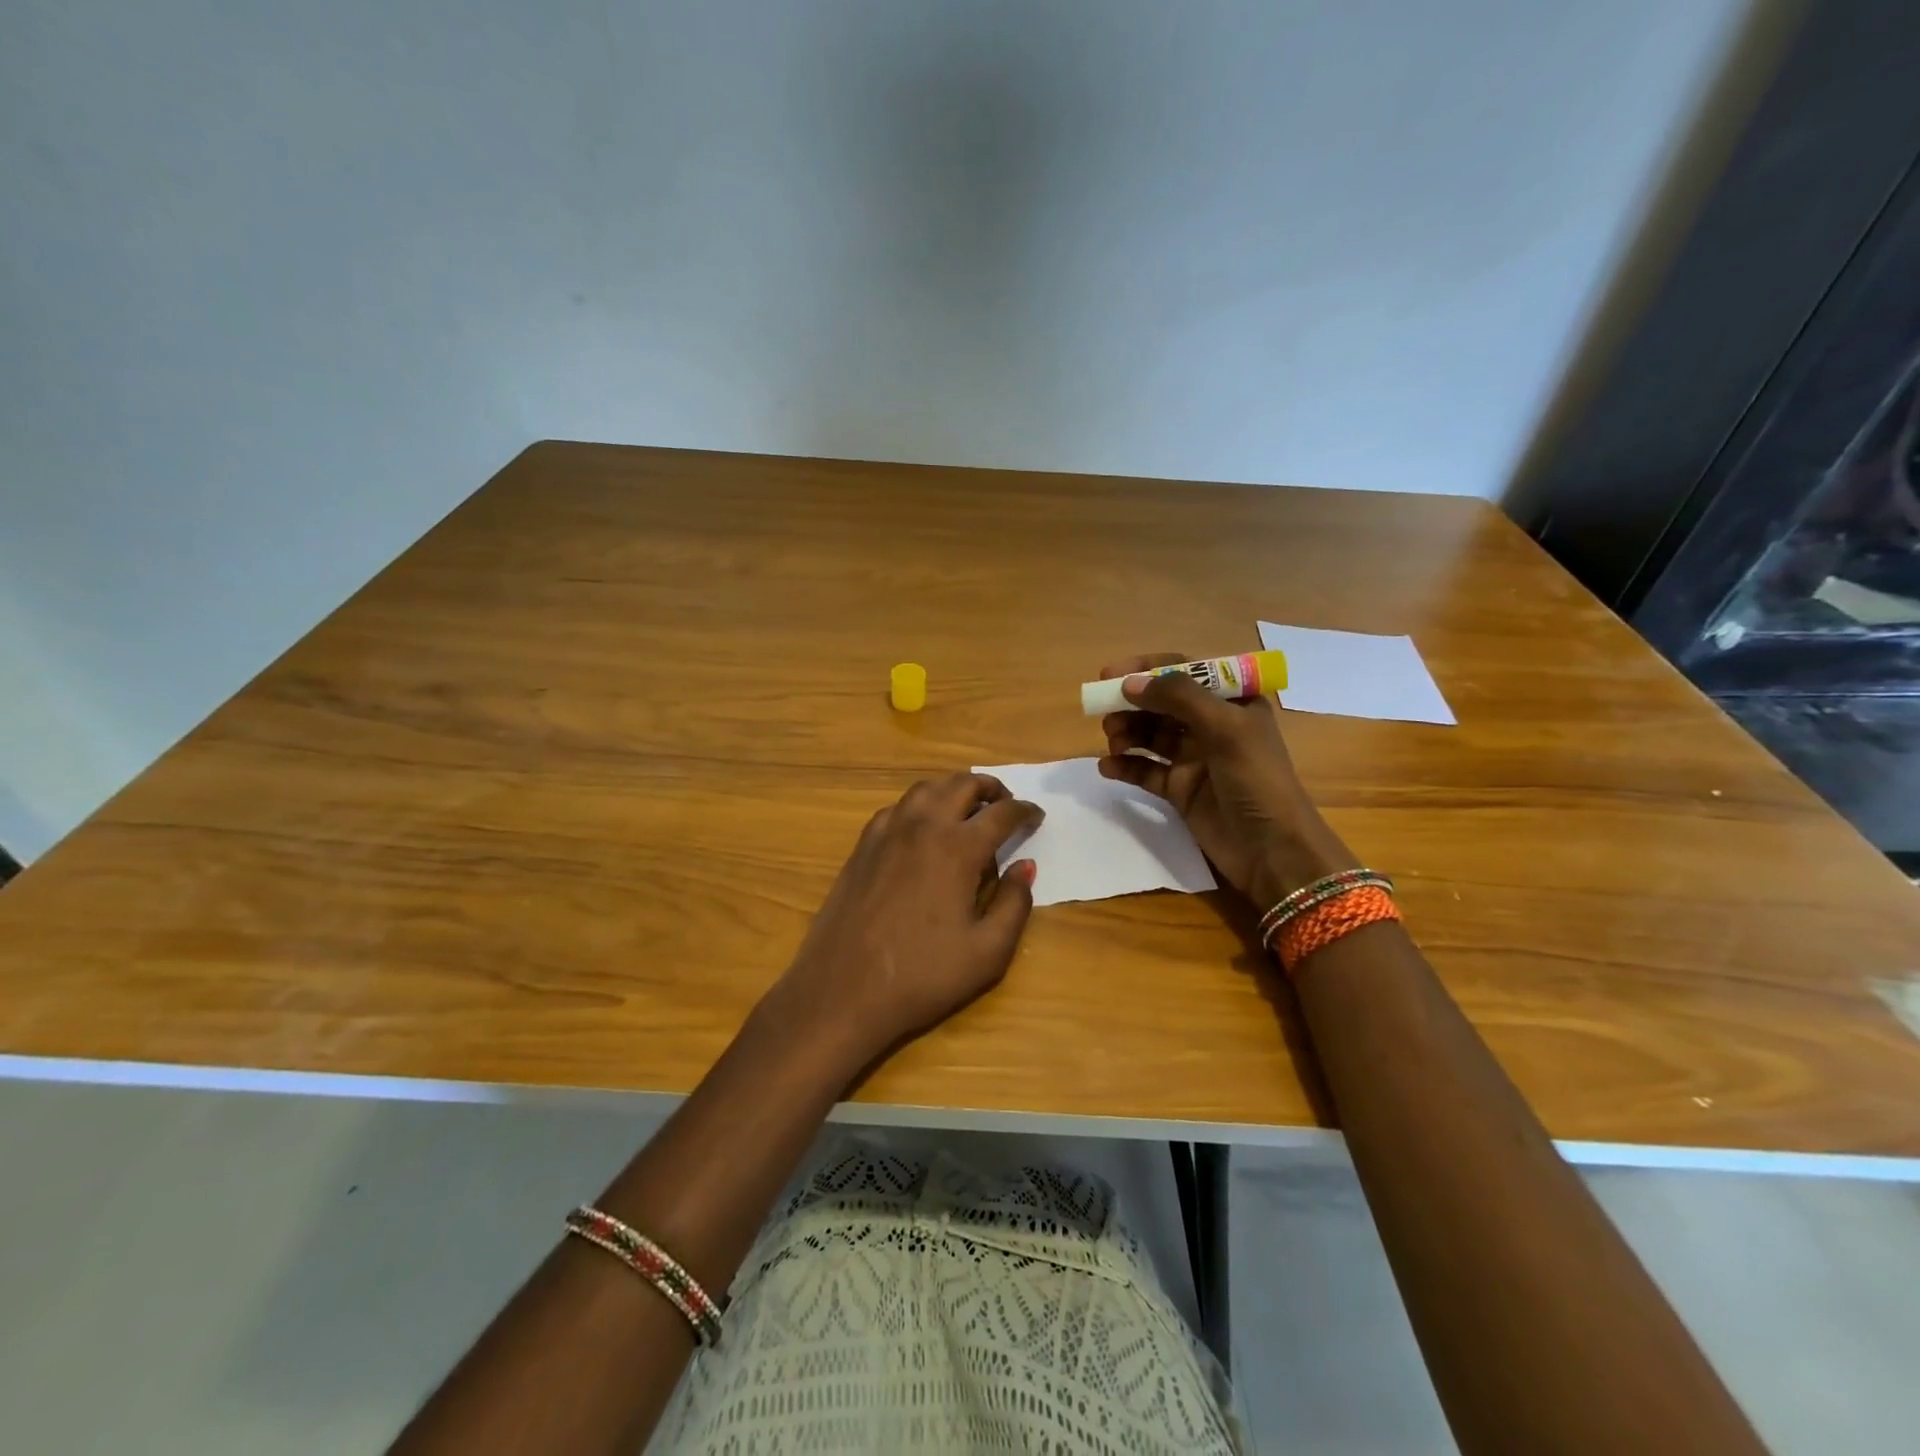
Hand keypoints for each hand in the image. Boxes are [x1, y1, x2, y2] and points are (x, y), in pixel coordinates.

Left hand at [770, 772, 1042, 1070]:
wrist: (843, 991)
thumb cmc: (922, 976)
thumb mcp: (987, 952)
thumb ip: (1014, 904)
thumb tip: (1025, 867)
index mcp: (957, 848)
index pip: (1001, 814)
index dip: (1024, 811)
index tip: (1036, 816)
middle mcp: (922, 826)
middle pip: (962, 784)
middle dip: (990, 788)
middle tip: (1005, 805)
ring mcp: (887, 832)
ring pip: (926, 789)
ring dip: (953, 790)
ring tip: (967, 811)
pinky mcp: (862, 846)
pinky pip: (897, 808)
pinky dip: (920, 806)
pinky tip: (923, 831)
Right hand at [1096, 652, 1356, 907]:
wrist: (1273, 851)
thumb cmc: (1257, 781)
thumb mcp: (1225, 730)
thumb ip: (1179, 698)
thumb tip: (1130, 684)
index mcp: (1233, 702)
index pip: (1184, 671)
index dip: (1146, 669)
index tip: (1109, 674)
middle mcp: (1212, 725)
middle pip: (1162, 703)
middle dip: (1132, 704)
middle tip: (1105, 714)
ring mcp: (1195, 758)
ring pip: (1151, 735)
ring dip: (1128, 733)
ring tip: (1113, 742)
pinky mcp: (1180, 789)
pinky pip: (1146, 770)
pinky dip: (1126, 765)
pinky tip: (1107, 767)